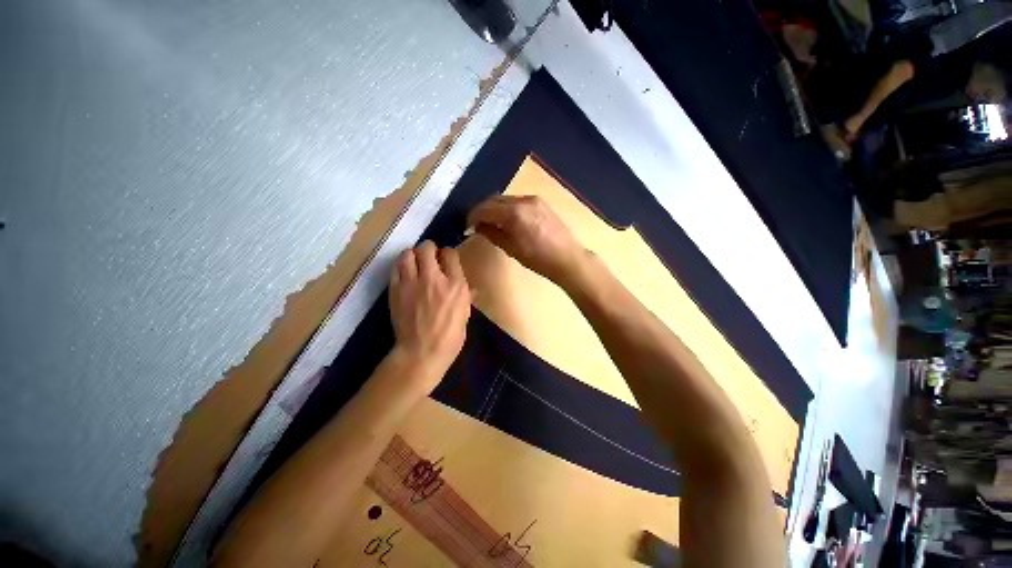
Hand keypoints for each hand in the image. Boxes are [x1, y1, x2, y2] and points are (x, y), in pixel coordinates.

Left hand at [389, 241, 470, 387]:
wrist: (421, 353)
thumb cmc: (450, 337)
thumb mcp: (465, 316)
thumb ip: (466, 297)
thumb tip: (470, 290)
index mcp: (455, 285)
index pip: (450, 254)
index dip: (448, 254)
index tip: (447, 260)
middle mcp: (433, 278)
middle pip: (427, 247)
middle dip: (429, 249)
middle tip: (430, 257)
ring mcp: (412, 283)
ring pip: (407, 253)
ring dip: (413, 255)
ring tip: (415, 263)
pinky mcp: (395, 290)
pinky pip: (395, 268)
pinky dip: (401, 267)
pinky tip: (405, 275)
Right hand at [467, 195, 584, 284]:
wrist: (567, 258)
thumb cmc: (538, 259)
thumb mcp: (511, 249)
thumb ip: (492, 234)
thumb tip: (477, 226)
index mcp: (514, 213)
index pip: (484, 208)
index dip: (473, 216)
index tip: (468, 226)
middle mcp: (523, 200)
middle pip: (494, 200)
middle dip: (483, 210)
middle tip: (477, 224)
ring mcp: (534, 199)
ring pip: (506, 199)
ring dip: (495, 208)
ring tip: (492, 223)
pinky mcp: (541, 202)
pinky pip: (518, 201)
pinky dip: (508, 208)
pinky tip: (508, 220)